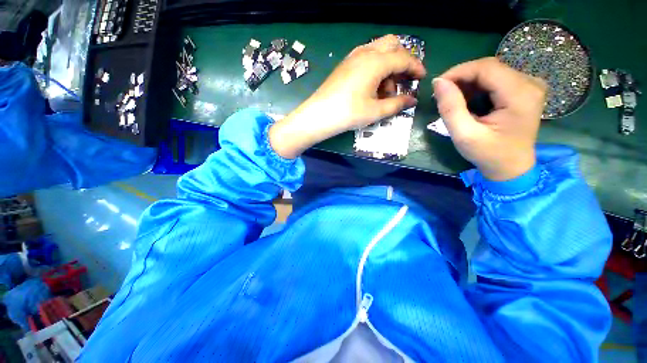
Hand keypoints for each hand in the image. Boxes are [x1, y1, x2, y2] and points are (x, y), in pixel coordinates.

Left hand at [269, 35, 426, 158]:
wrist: (319, 115)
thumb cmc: (348, 114)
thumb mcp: (375, 111)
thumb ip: (396, 104)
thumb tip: (412, 100)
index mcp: (376, 62)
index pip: (403, 58)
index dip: (416, 67)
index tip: (422, 78)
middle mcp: (365, 52)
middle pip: (392, 45)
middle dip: (402, 60)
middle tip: (403, 81)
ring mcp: (353, 57)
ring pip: (379, 50)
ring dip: (388, 64)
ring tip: (384, 90)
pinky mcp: (345, 64)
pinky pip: (366, 57)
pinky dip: (375, 66)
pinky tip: (372, 85)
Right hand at [433, 57, 546, 180]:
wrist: (511, 167)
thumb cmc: (488, 154)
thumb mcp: (464, 135)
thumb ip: (450, 108)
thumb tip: (438, 83)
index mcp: (520, 94)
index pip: (486, 68)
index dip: (458, 72)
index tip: (437, 86)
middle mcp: (530, 83)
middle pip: (489, 68)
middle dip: (461, 78)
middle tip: (442, 95)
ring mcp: (530, 85)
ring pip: (491, 72)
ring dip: (468, 83)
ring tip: (452, 100)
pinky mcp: (524, 89)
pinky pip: (496, 78)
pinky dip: (477, 87)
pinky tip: (467, 100)